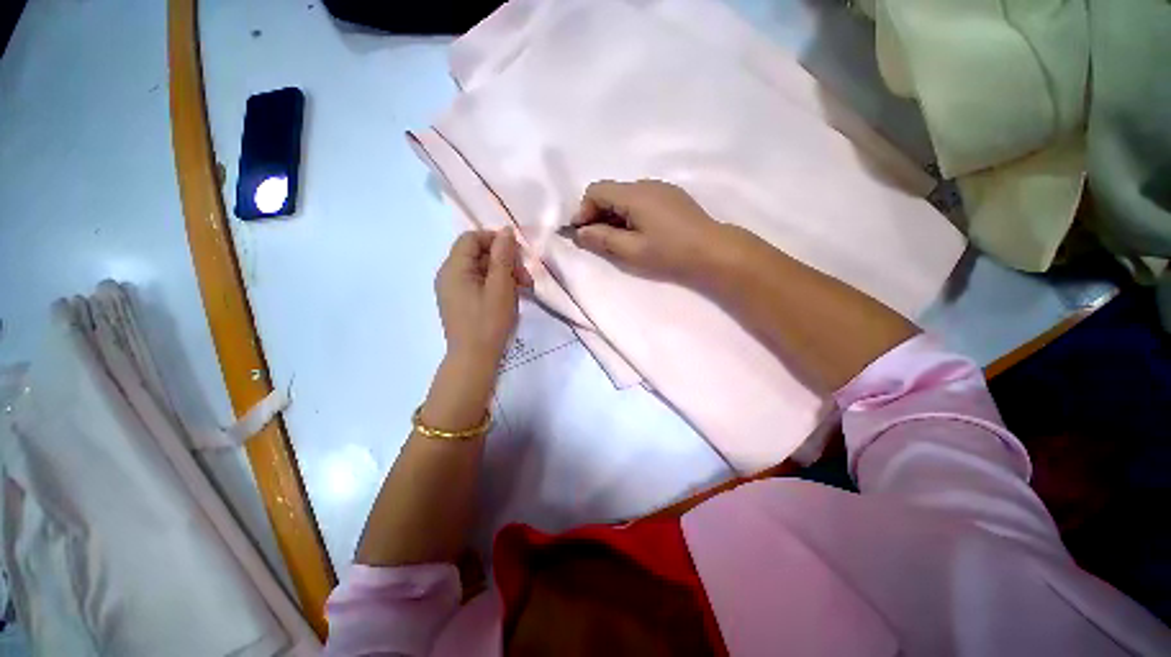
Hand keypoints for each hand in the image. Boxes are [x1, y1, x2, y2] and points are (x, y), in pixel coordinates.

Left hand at [435, 228, 530, 368]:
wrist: (474, 359)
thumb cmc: (489, 323)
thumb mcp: (501, 287)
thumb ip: (503, 257)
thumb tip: (506, 231)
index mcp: (454, 269)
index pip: (471, 238)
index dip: (496, 240)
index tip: (518, 254)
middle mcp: (448, 275)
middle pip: (477, 254)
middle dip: (504, 260)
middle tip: (526, 278)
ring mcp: (453, 290)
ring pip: (480, 269)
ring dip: (503, 274)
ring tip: (524, 289)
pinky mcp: (460, 301)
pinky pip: (478, 283)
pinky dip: (495, 285)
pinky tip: (511, 296)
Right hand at [570, 179, 729, 283]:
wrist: (713, 251)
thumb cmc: (669, 252)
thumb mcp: (631, 251)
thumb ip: (602, 239)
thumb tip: (579, 233)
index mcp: (634, 194)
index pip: (596, 190)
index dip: (584, 210)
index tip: (583, 233)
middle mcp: (646, 184)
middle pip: (610, 192)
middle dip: (597, 214)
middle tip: (597, 240)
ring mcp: (661, 189)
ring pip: (625, 196)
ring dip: (614, 215)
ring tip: (618, 239)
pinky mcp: (671, 197)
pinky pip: (641, 199)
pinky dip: (630, 213)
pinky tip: (638, 232)